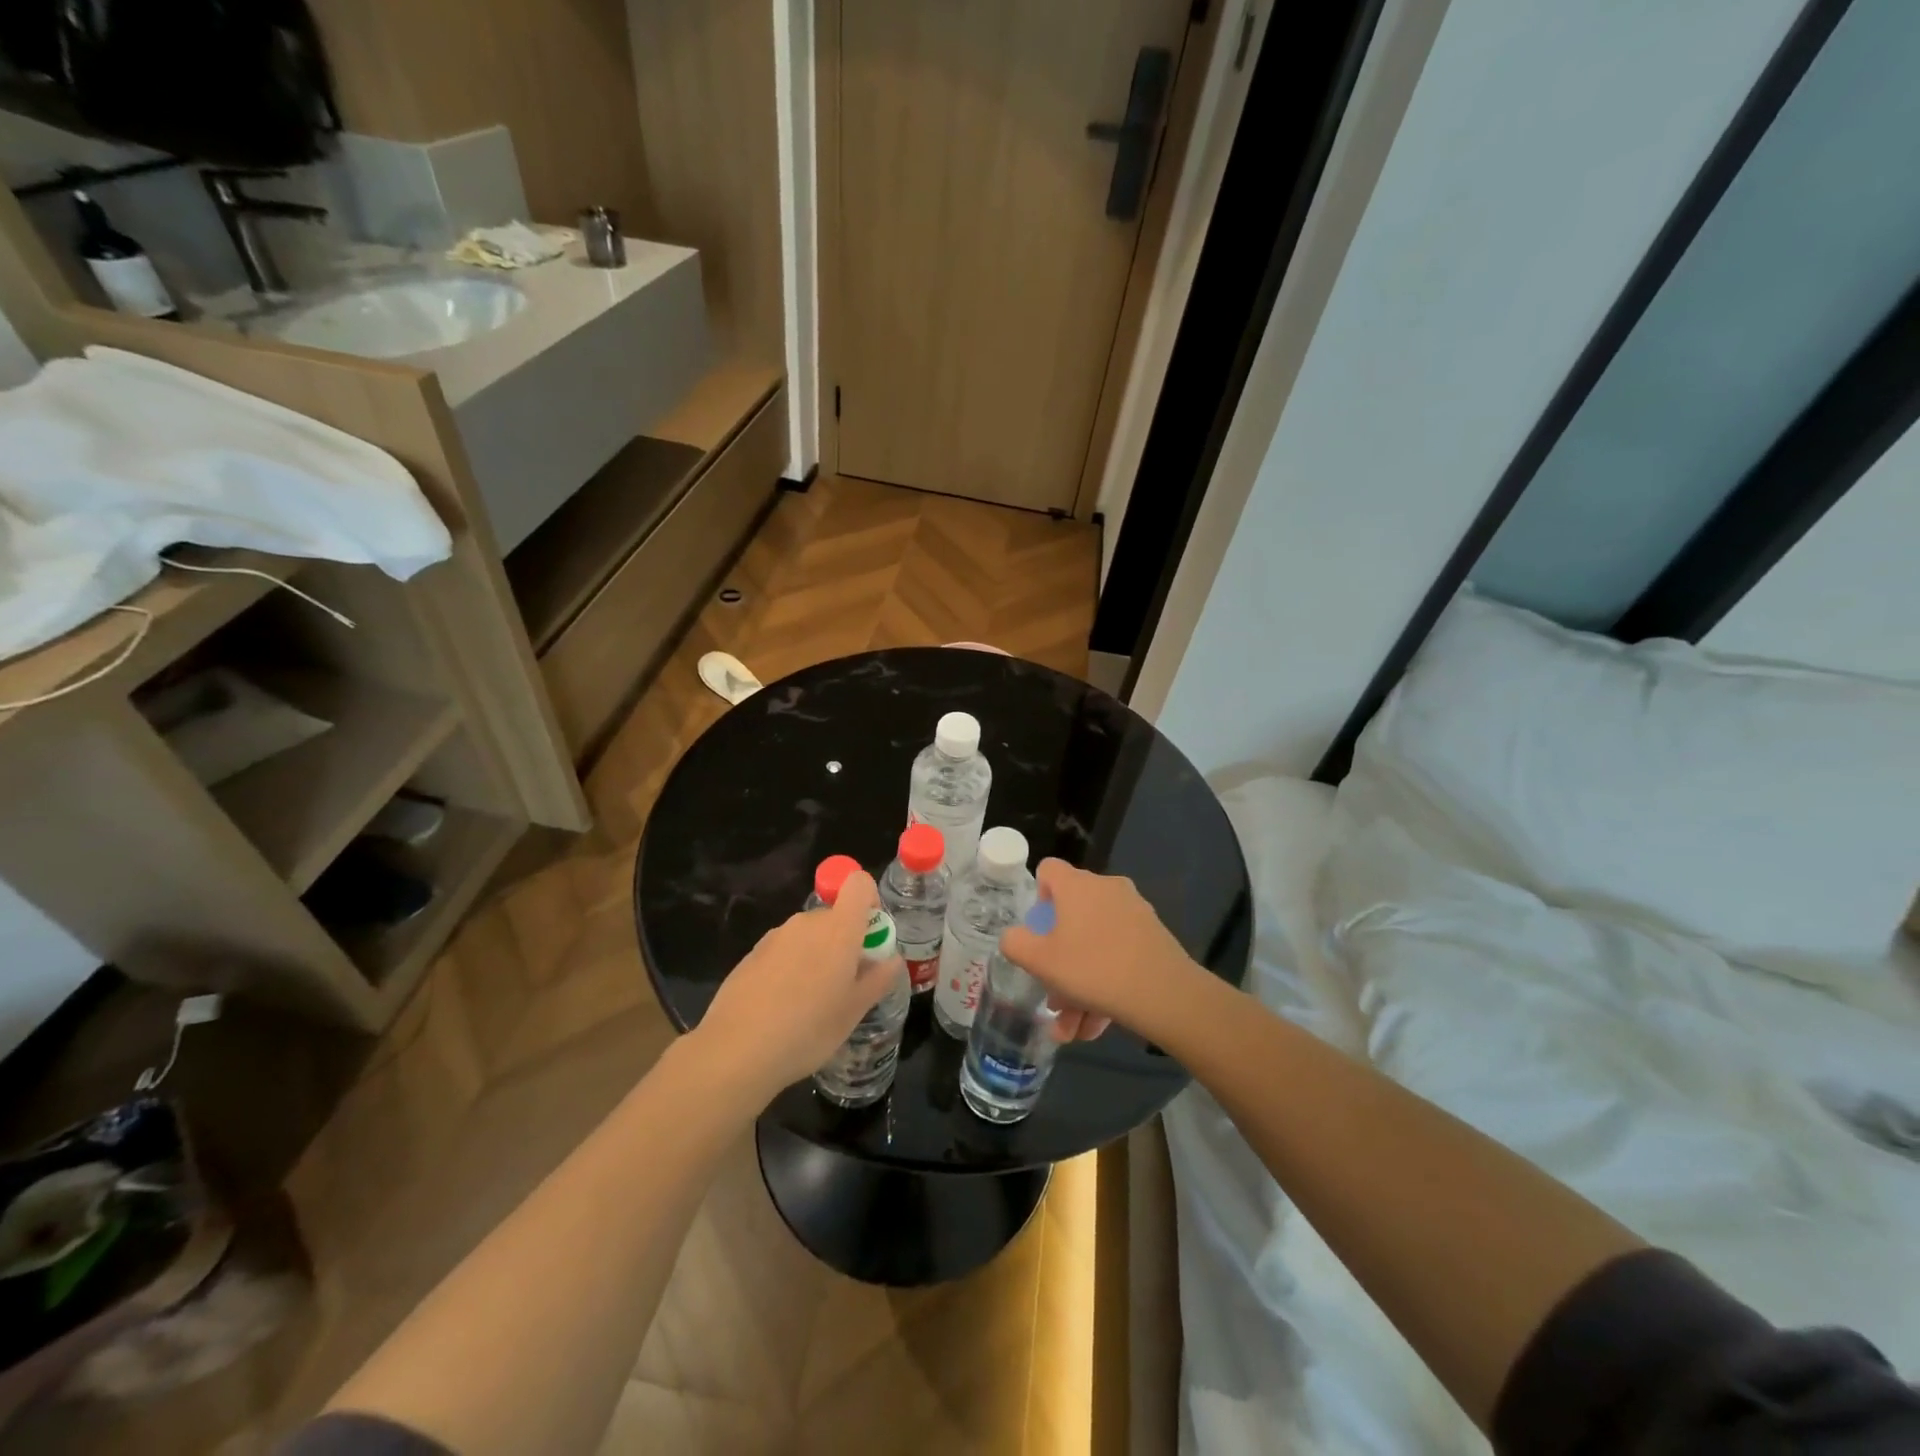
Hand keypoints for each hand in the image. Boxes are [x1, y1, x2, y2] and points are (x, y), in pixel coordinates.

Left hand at [695, 871, 904, 1099]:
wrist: (737, 1050)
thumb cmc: (809, 1029)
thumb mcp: (854, 1011)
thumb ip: (878, 979)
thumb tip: (892, 959)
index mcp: (839, 928)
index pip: (859, 884)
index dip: (870, 901)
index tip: (871, 936)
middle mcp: (807, 922)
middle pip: (834, 915)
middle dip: (845, 941)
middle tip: (846, 984)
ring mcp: (776, 936)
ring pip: (808, 935)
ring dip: (817, 956)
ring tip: (812, 1002)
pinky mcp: (752, 954)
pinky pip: (784, 951)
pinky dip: (790, 968)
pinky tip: (782, 1007)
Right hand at [1000, 860, 1201, 1042]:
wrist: (1165, 993)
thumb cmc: (1093, 968)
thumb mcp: (1040, 961)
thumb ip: (1015, 944)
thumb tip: (1015, 938)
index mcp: (1077, 886)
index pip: (1049, 870)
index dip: (1038, 898)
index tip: (1039, 932)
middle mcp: (1106, 889)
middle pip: (1072, 918)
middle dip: (1058, 962)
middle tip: (1053, 998)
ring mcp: (1134, 912)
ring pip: (1094, 946)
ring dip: (1079, 986)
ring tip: (1073, 1030)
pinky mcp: (1153, 937)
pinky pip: (1118, 956)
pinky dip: (1105, 986)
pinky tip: (1097, 1027)